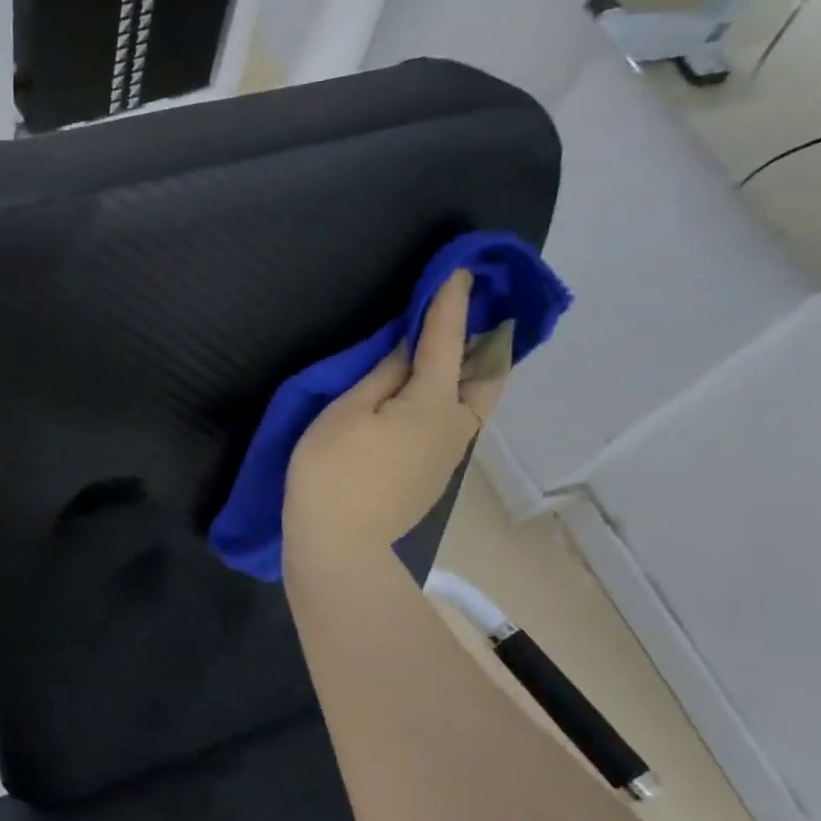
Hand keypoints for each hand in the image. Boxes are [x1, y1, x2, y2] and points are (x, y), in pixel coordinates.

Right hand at [283, 271, 505, 572]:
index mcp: (433, 404)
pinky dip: (456, 396)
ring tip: (456, 349)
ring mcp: (448, 457)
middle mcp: (455, 427)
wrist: (340, 549)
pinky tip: (432, 395)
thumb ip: (382, 376)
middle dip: (486, 339)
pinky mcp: (433, 477)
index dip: (449, 304)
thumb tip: (409, 350)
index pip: (446, 341)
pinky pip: (456, 423)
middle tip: (472, 315)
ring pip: (475, 402)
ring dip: (473, 369)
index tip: (460, 271)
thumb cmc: (332, 475)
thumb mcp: (346, 414)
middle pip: (487, 375)